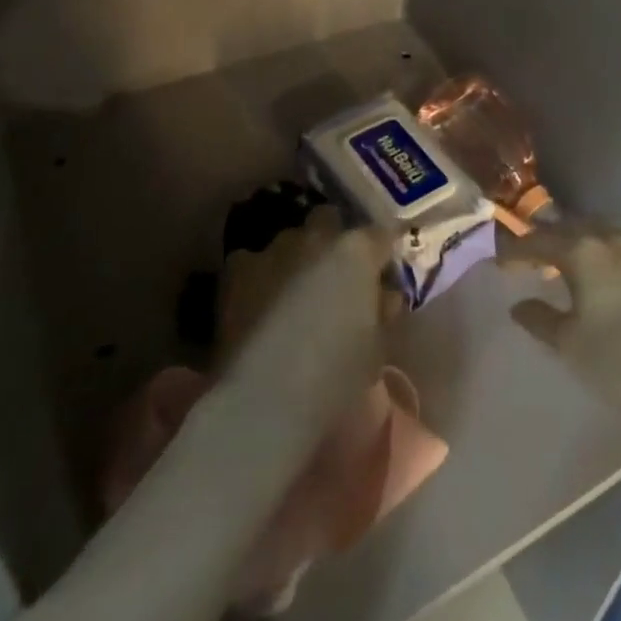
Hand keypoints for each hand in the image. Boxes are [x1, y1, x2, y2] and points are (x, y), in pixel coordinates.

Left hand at [217, 207, 397, 442]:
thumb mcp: (377, 348)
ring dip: (297, 256)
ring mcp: (273, 249)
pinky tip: (260, 300)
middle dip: (333, 240)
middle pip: (329, 220)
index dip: (381, 256)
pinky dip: (260, 274)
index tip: (381, 276)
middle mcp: (316, 237)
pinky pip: (254, 260)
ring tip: (294, 290)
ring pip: (290, 238)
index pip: (380, 236)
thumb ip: (381, 311)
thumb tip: (383, 297)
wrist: (265, 400)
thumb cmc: (335, 378)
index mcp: (356, 251)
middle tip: (335, 277)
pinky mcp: (237, 269)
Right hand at [497, 223, 620, 403]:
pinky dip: (597, 251)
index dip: (514, 251)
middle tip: (528, 258)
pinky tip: (599, 274)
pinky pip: (615, 245)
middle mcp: (606, 238)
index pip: (536, 241)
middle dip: (543, 240)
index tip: (499, 263)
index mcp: (580, 251)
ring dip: (573, 241)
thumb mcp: (570, 344)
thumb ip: (540, 320)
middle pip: (566, 227)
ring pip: (594, 231)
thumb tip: (517, 305)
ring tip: (563, 262)